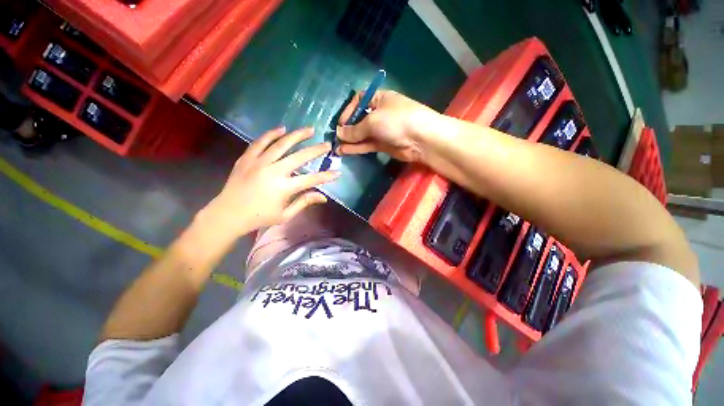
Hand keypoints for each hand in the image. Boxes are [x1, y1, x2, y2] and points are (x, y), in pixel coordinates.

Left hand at [199, 127, 339, 238]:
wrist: (228, 214)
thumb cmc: (259, 217)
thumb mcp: (285, 215)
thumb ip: (304, 203)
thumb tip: (323, 197)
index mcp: (284, 188)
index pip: (311, 179)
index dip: (326, 176)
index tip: (337, 172)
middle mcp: (274, 171)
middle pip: (300, 157)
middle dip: (316, 150)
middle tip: (327, 144)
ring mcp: (259, 162)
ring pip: (281, 144)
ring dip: (297, 135)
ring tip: (309, 130)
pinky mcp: (247, 158)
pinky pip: (260, 142)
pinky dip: (272, 134)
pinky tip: (282, 129)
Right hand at [336, 90, 440, 161]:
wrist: (421, 139)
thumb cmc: (397, 121)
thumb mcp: (373, 121)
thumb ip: (355, 129)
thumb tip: (339, 133)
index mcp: (380, 99)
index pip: (359, 100)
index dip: (349, 110)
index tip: (341, 123)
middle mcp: (380, 113)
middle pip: (360, 119)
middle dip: (348, 128)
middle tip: (336, 137)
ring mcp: (383, 130)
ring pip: (363, 135)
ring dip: (350, 141)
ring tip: (336, 147)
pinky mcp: (384, 145)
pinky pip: (367, 145)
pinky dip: (357, 148)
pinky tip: (345, 151)